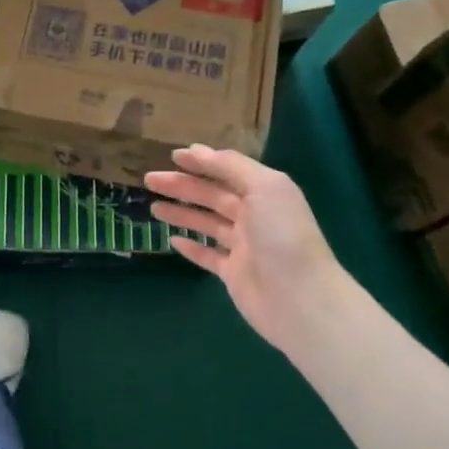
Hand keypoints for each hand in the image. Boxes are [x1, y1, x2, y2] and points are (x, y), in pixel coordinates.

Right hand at [145, 145, 344, 349]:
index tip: (172, 156)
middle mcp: (254, 216)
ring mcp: (243, 246)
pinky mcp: (233, 273)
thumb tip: (197, 150)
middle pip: (212, 195)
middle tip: (150, 180)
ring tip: (153, 207)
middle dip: (182, 186)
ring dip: (181, 213)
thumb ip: (231, 166)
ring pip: (206, 223)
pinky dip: (191, 247)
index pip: (228, 171)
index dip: (202, 162)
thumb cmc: (282, 235)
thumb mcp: (263, 187)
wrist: (299, 298)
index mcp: (265, 192)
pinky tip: (172, 240)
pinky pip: (208, 256)